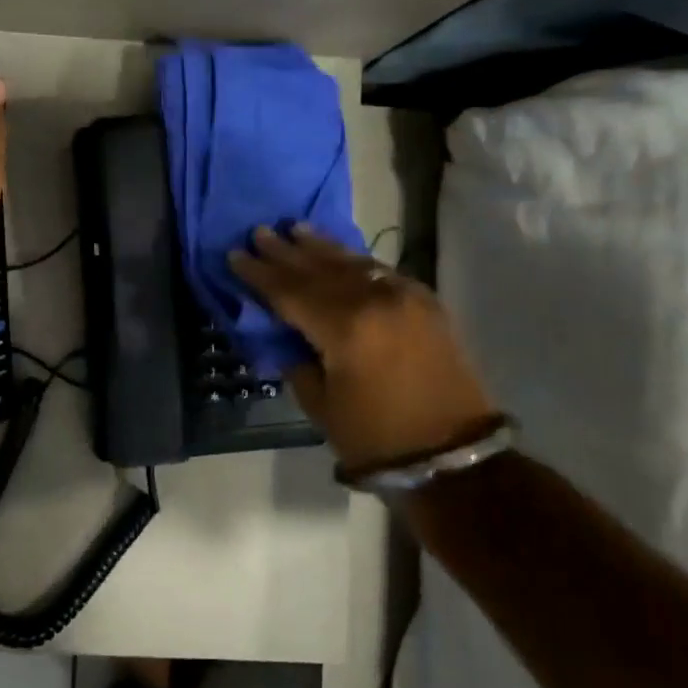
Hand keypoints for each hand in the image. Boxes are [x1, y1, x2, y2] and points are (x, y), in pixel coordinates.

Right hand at [230, 225, 497, 470]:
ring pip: (351, 262)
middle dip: (285, 252)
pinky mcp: (425, 302)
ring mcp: (403, 296)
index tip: (234, 254)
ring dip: (320, 246)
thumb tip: (285, 331)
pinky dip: (353, 260)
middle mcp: (373, 300)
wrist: (452, 458)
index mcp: (344, 327)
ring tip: (295, 228)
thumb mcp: (320, 403)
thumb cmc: (375, 437)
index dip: (259, 274)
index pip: (289, 291)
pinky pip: (379, 271)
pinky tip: (338, 252)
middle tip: (259, 232)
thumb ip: (297, 358)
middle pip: (318, 269)